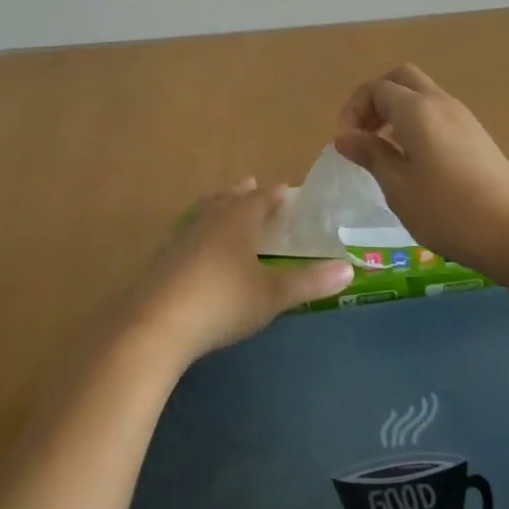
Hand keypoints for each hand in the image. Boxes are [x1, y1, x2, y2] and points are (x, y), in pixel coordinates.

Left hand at [127, 178, 354, 365]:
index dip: (274, 194)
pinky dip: (199, 230)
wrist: (157, 323)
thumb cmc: (223, 302)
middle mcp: (210, 220)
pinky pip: (188, 232)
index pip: (261, 199)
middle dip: (243, 193)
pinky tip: (196, 246)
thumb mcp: (273, 295)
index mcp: (239, 220)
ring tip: (223, 204)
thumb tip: (350, 269)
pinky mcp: (163, 258)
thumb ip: (310, 282)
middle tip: (252, 185)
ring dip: (218, 205)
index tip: (285, 189)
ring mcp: (182, 237)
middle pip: (229, 198)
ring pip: (204, 211)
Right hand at [334, 64, 508, 285]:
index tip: (345, 144)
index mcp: (417, 110)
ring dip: (396, 112)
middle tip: (363, 135)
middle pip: (402, 79)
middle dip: (376, 100)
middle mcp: (441, 103)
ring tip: (384, 152)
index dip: (354, 110)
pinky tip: (414, 162)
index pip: (377, 88)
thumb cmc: (449, 213)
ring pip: (422, 95)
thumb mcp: (399, 188)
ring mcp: (464, 118)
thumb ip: (371, 154)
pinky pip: (438, 114)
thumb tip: (345, 136)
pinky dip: (417, 124)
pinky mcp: (477, 137)